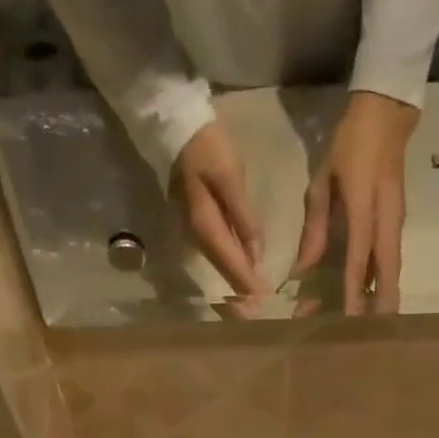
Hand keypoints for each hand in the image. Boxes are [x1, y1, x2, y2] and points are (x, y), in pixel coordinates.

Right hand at [171, 119, 268, 301]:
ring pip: (219, 263)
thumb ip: (244, 217)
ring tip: (251, 299)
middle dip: (240, 290)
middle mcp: (197, 234)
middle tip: (257, 311)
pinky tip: (242, 270)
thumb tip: (256, 253)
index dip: (247, 282)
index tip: (262, 301)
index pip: (231, 262)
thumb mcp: (230, 178)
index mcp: (206, 225)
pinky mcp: (198, 222)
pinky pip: (217, 251)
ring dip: (235, 281)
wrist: (175, 126)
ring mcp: (195, 229)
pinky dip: (230, 264)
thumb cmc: (206, 147)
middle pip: (222, 269)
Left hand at [293, 91, 418, 313]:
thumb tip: (301, 273)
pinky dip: (381, 284)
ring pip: (392, 272)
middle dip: (380, 308)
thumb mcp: (322, 184)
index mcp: (363, 209)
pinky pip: (390, 262)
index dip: (354, 292)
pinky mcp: (397, 226)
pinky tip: (367, 299)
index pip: (359, 259)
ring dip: (380, 299)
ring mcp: (396, 225)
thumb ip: (314, 231)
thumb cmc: (348, 147)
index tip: (349, 321)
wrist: (387, 117)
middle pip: (388, 275)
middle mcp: (386, 223)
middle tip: (369, 339)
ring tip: (366, 327)